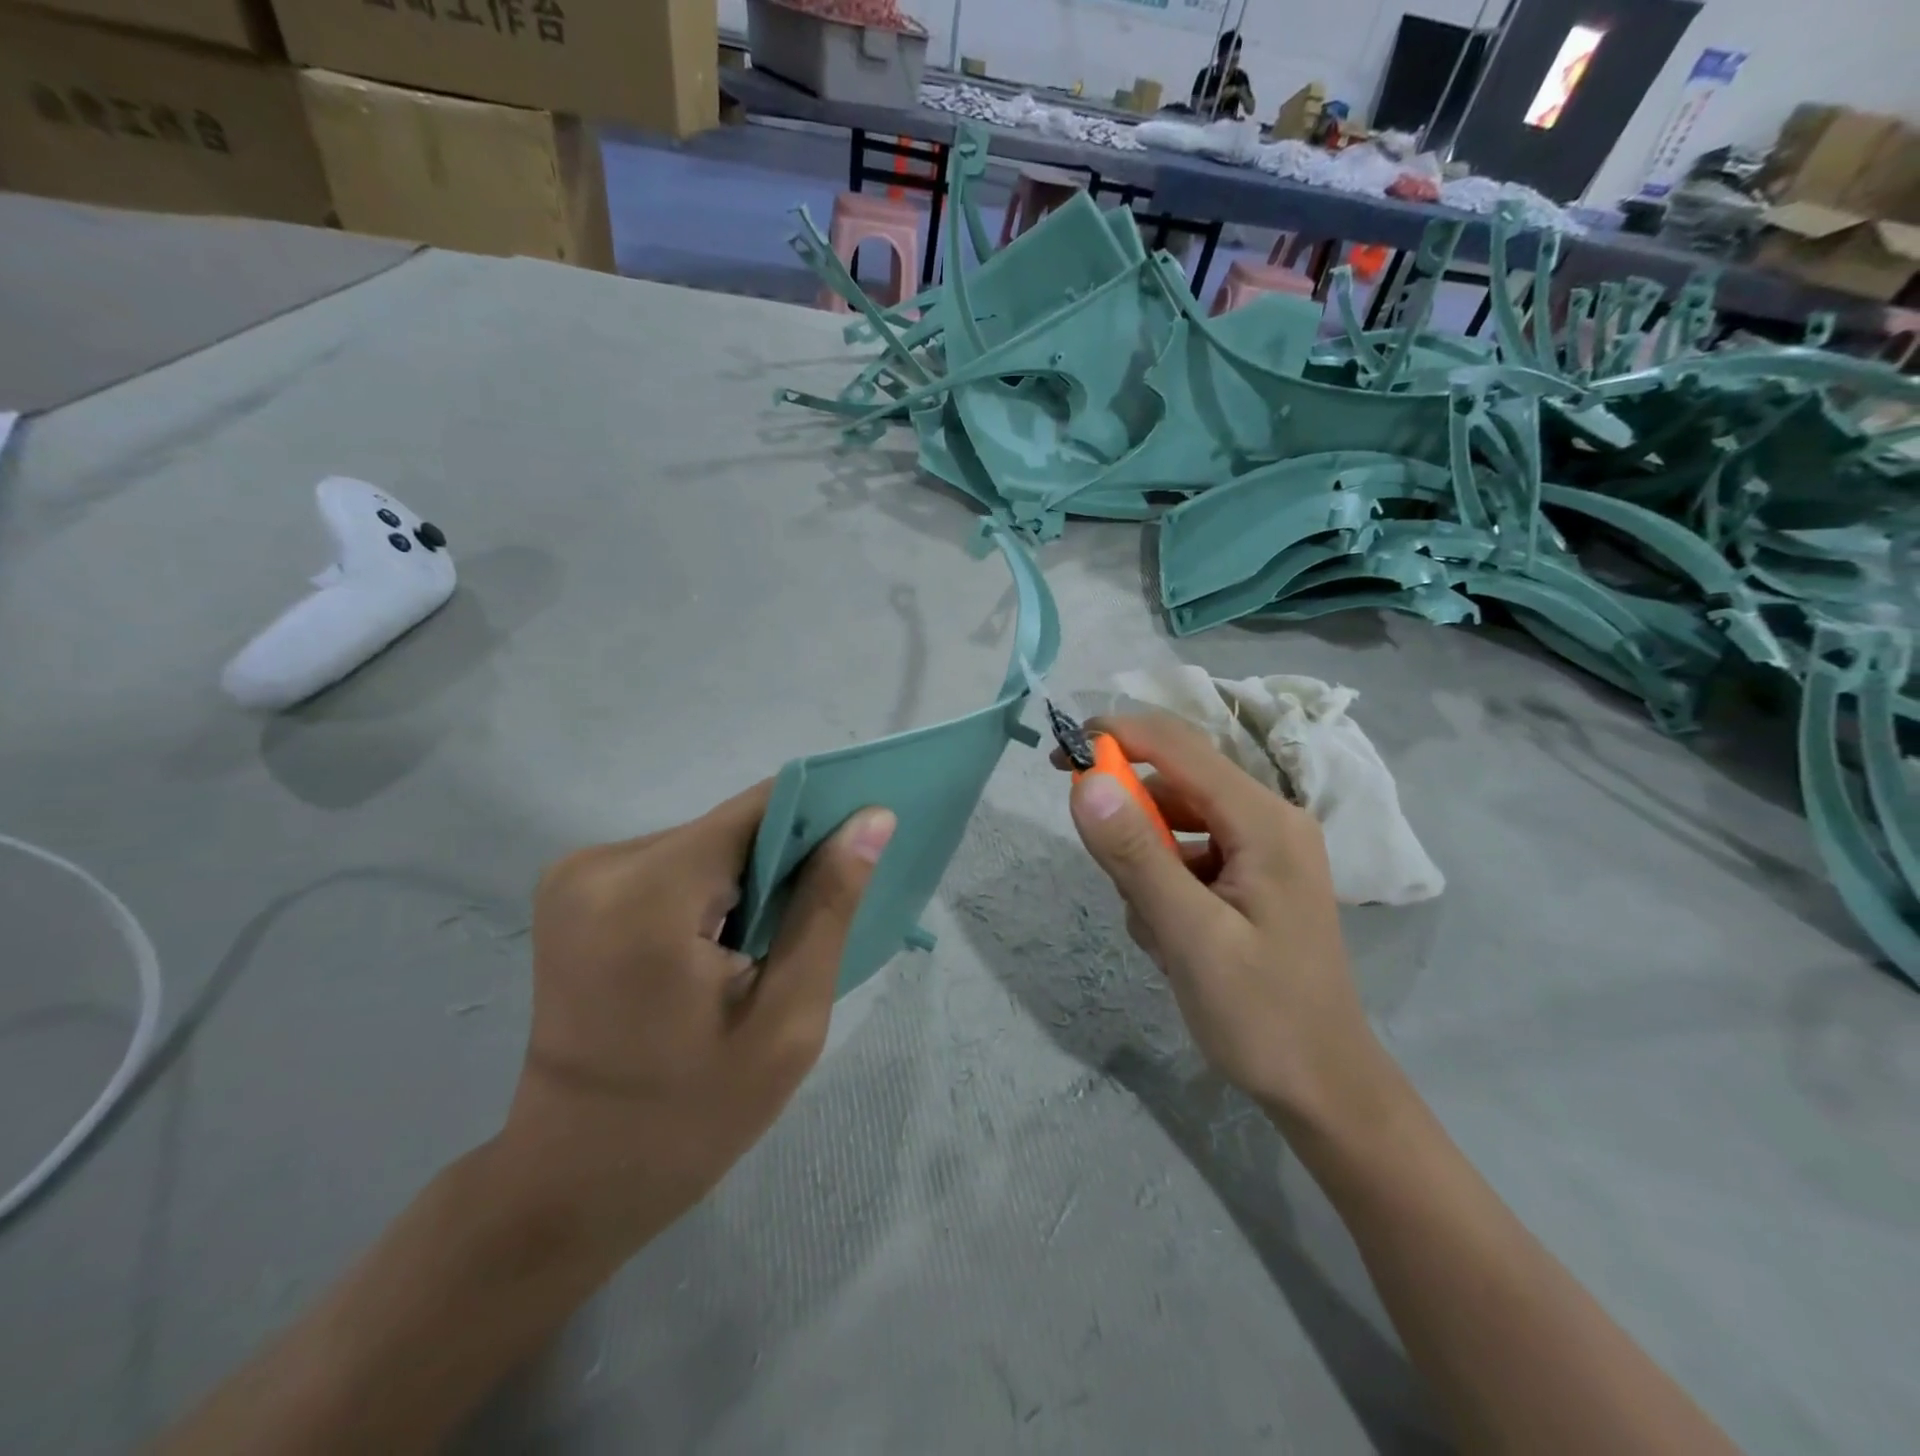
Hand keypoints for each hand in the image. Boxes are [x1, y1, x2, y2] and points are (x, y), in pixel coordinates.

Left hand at [501, 784, 895, 1255]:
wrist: (571, 1179)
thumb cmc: (690, 1117)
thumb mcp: (786, 1021)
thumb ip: (828, 908)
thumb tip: (873, 819)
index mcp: (648, 895)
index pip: (758, 811)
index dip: (819, 821)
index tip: (858, 858)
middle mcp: (600, 863)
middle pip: (730, 827)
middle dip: (781, 865)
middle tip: (807, 931)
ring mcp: (578, 873)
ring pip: (706, 842)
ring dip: (746, 881)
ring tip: (763, 949)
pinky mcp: (575, 887)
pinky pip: (673, 863)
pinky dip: (710, 891)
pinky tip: (719, 948)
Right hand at [1060, 713, 1381, 1127]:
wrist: (1323, 1088)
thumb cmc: (1261, 1015)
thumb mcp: (1190, 936)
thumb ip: (1136, 856)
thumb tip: (1085, 783)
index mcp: (1265, 821)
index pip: (1178, 747)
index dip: (1116, 737)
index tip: (1061, 757)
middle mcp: (1268, 820)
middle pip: (1176, 785)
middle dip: (1130, 820)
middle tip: (1108, 871)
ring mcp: (1262, 850)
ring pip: (1175, 825)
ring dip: (1146, 864)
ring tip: (1154, 929)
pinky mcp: (1250, 878)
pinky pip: (1188, 857)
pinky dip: (1163, 885)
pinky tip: (1169, 937)